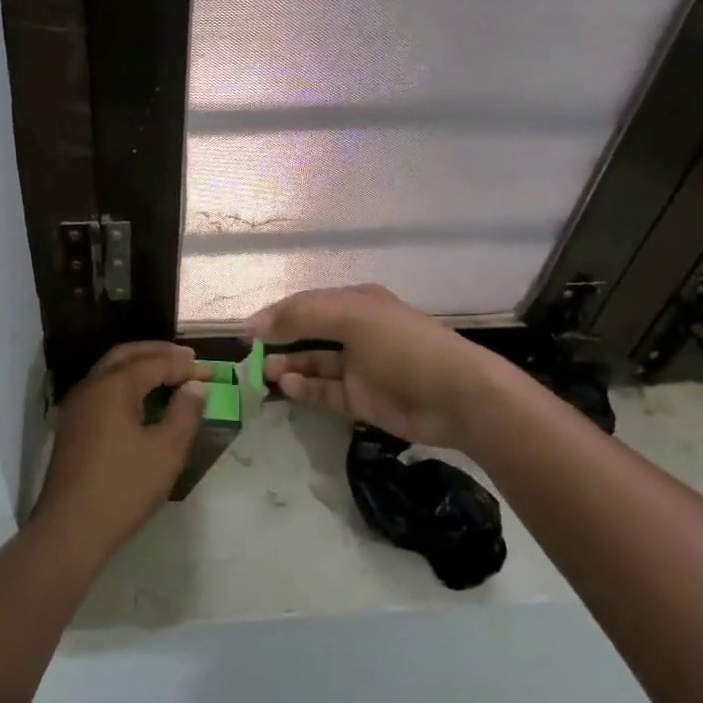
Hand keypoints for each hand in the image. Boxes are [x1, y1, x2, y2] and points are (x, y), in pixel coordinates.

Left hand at [33, 341, 206, 558]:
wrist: (71, 528)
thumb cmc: (124, 487)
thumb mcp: (167, 451)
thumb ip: (185, 413)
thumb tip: (195, 387)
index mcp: (113, 386)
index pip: (154, 362)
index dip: (184, 365)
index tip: (210, 372)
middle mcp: (91, 386)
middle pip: (126, 355)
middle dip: (158, 353)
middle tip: (186, 359)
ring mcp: (77, 406)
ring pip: (110, 370)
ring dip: (140, 366)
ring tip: (168, 374)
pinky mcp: (72, 426)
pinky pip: (102, 389)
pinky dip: (126, 383)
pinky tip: (142, 401)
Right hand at [250, 284, 494, 449]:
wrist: (457, 397)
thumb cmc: (403, 346)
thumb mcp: (351, 317)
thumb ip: (301, 316)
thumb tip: (255, 324)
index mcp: (355, 303)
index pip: (305, 304)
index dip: (274, 315)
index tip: (245, 332)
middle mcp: (355, 331)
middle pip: (307, 333)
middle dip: (278, 341)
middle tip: (249, 356)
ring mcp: (359, 367)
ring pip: (313, 364)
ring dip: (289, 366)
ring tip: (265, 373)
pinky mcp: (362, 399)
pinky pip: (325, 392)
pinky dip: (305, 389)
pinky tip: (289, 387)